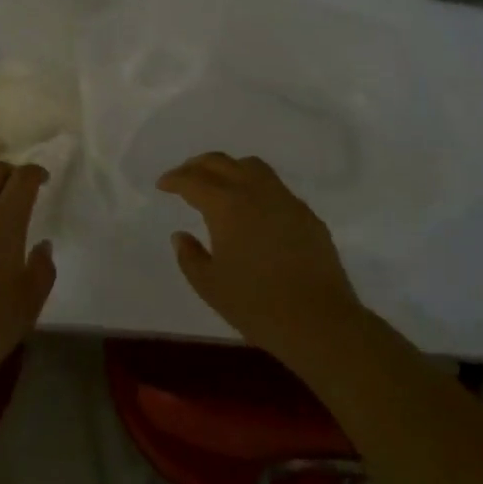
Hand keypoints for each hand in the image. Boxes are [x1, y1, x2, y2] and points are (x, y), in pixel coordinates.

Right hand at [158, 153, 365, 376]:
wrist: (320, 322)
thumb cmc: (257, 305)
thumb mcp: (210, 286)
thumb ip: (190, 256)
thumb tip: (181, 235)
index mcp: (226, 205)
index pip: (193, 180)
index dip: (174, 179)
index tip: (162, 185)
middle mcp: (255, 191)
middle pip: (221, 162)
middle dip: (197, 165)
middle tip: (184, 177)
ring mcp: (285, 199)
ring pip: (252, 166)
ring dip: (229, 168)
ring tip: (219, 184)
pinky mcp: (306, 214)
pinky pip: (275, 187)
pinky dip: (255, 187)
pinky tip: (253, 210)